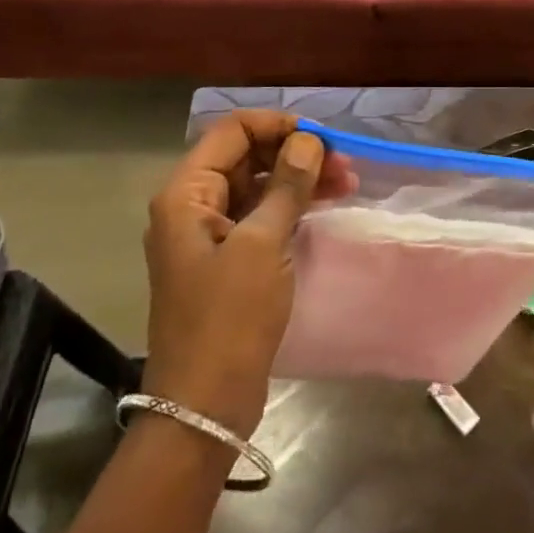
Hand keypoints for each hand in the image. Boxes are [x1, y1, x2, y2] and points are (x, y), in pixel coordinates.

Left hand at [142, 111, 350, 436]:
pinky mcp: (228, 261)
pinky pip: (261, 217)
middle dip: (294, 153)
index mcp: (186, 194)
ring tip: (347, 183)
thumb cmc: (228, 318)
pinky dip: (291, 207)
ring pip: (257, 187)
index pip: (231, 132)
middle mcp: (193, 206)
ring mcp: (210, 235)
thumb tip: (308, 140)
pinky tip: (325, 206)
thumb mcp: (262, 245)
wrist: (204, 406)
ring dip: (299, 180)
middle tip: (344, 164)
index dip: (277, 125)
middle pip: (245, 157)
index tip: (322, 137)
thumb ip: (286, 185)